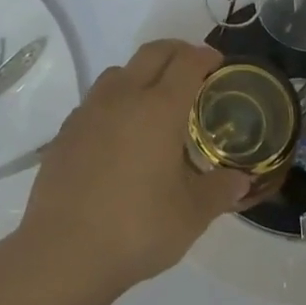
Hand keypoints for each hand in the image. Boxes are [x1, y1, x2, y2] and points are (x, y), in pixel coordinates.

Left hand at [18, 40, 251, 292]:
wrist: (63, 253)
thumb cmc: (137, 228)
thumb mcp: (192, 215)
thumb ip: (220, 191)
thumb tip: (242, 181)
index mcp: (159, 108)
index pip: (187, 62)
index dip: (206, 56)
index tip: (218, 64)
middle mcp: (123, 98)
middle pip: (152, 53)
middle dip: (177, 51)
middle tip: (193, 68)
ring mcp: (89, 112)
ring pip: (118, 72)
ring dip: (141, 73)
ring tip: (154, 100)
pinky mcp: (65, 132)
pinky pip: (95, 101)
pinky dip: (115, 102)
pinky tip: (119, 134)